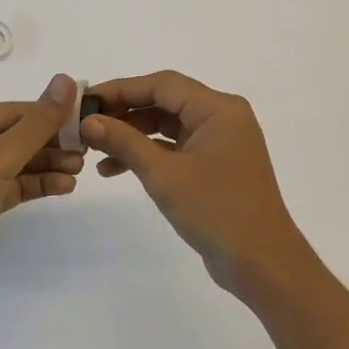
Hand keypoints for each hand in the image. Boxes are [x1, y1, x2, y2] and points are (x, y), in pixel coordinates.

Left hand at [0, 74, 84, 301]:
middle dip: (49, 142)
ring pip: (14, 163)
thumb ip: (38, 122)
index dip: (46, 113)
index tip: (81, 118)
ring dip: (46, 164)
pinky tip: (64, 186)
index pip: (9, 111)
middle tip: (86, 148)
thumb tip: (67, 80)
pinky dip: (36, 185)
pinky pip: (11, 187)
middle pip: (12, 136)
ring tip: (80, 168)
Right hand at [81, 71, 314, 299]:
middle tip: (86, 124)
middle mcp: (222, 116)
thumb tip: (88, 121)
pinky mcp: (215, 163)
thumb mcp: (163, 175)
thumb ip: (124, 142)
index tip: (86, 101)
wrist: (262, 263)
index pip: (162, 84)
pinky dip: (149, 154)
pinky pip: (176, 146)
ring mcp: (220, 140)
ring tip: (95, 150)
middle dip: (124, 112)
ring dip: (132, 135)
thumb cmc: (216, 211)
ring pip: (168, 125)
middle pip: (165, 101)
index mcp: (218, 108)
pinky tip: (115, 169)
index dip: (121, 89)